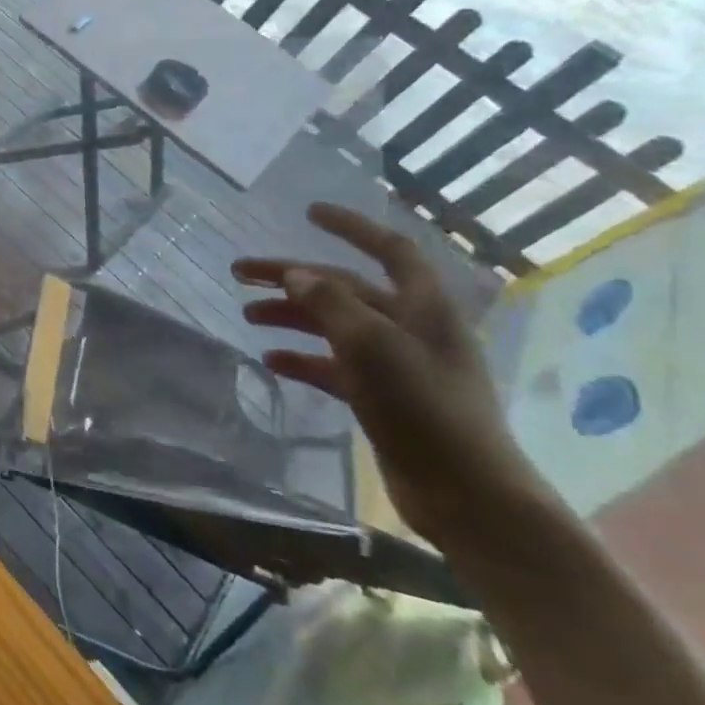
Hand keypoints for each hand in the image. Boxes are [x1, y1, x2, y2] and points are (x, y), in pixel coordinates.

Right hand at [233, 203, 548, 548]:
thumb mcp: (372, 346)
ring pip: (334, 325)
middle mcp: (411, 327)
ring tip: (248, 316)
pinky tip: (272, 360)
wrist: (464, 491)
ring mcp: (397, 363)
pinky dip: (303, 358)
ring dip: (291, 316)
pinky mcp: (383, 396)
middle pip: (345, 287)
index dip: (351, 226)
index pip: (390, 249)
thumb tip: (297, 274)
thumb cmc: (423, 408)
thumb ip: (331, 304)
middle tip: (240, 273)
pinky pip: (334, 365)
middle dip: (292, 277)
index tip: (309, 212)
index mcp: (422, 307)